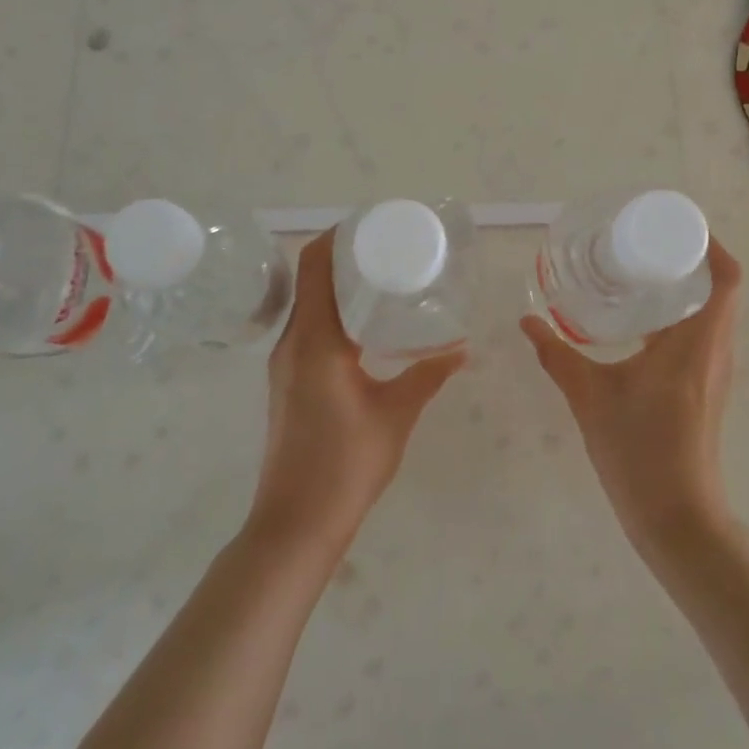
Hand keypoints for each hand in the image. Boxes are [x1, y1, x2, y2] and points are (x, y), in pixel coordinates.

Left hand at [250, 232, 464, 555]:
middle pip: (308, 278)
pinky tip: (364, 322)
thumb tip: (463, 349)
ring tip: (380, 276)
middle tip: (387, 247)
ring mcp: (284, 362)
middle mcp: (292, 342)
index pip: (314, 266)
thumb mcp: (396, 414)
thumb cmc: (347, 466)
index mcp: (316, 341)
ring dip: (335, 283)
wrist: (295, 524)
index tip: (372, 224)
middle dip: (342, 255)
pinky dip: (331, 310)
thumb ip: (428, 375)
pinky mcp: (287, 379)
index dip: (337, 236)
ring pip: (306, 303)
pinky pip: (307, 327)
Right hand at [521, 239, 741, 552]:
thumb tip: (526, 321)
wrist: (676, 518)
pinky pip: (702, 339)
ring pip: (713, 316)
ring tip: (639, 278)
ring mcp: (715, 374)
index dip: (711, 245)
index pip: (728, 278)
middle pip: (721, 291)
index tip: (677, 229)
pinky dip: (680, 320)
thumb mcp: (589, 396)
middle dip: (689, 263)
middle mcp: (716, 351)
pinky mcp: (707, 392)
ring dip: (685, 292)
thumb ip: (556, 355)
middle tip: (645, 248)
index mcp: (698, 342)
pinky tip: (639, 327)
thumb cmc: (639, 448)